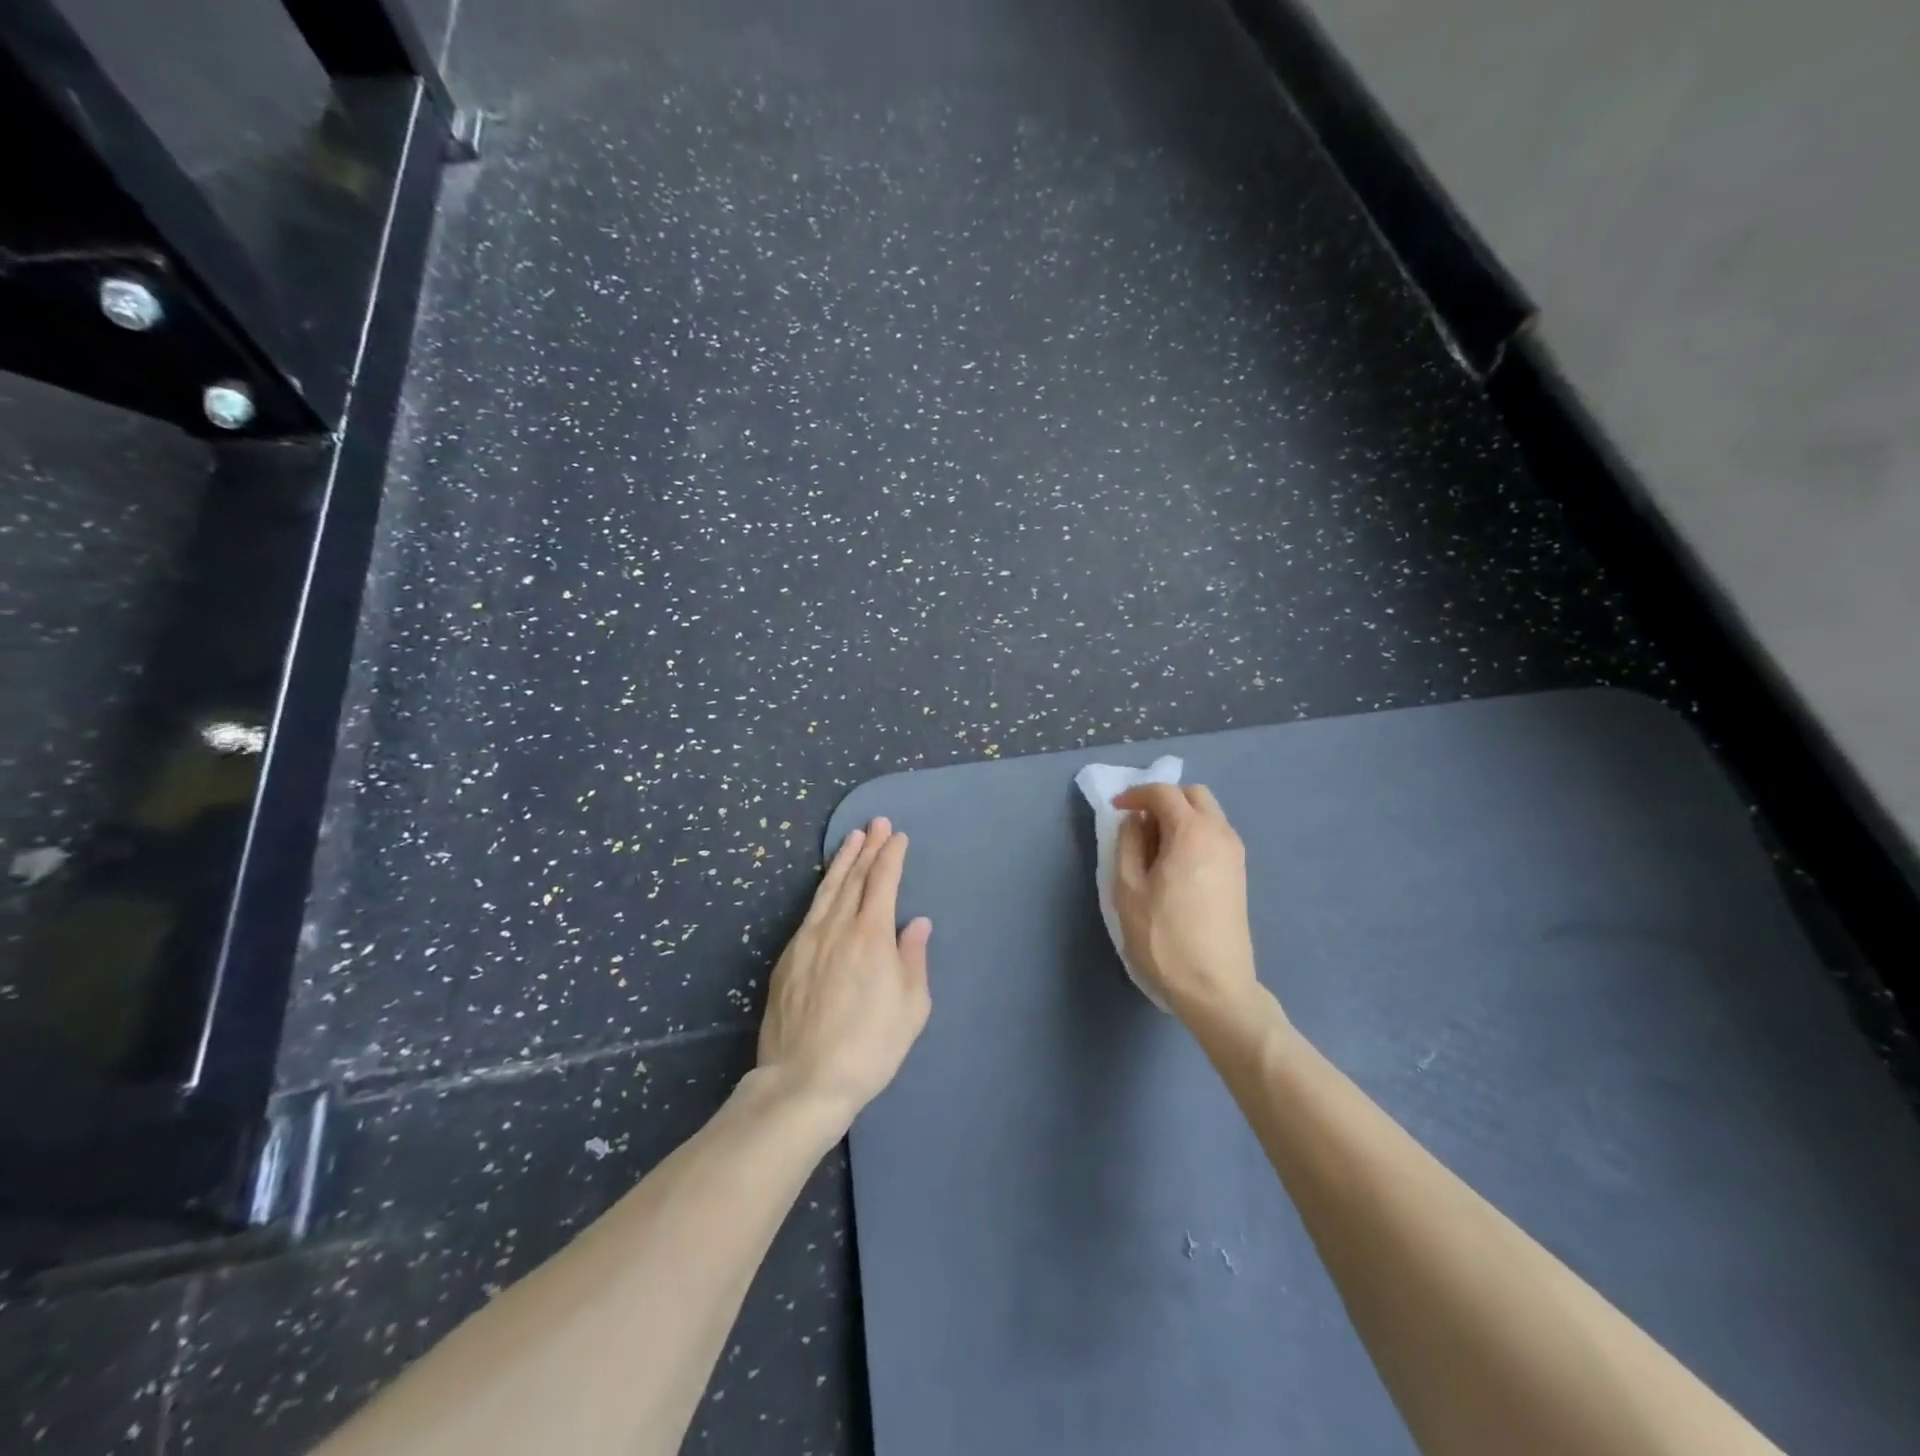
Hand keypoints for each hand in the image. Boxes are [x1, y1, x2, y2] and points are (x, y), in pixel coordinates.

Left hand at [757, 818, 932, 1126]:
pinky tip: (826, 887)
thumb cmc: (870, 1047)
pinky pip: (809, 912)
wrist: (804, 1081)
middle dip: (867, 848)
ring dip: (842, 862)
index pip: (882, 882)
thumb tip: (916, 923)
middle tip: (876, 823)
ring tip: (851, 838)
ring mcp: (806, 941)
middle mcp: (837, 928)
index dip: (891, 856)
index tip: (897, 836)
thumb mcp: (911, 1008)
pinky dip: (821, 890)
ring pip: (827, 890)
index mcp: (871, 936)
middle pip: (854, 878)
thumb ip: (913, 959)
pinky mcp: (787, 959)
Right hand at [1112, 784, 1260, 1017]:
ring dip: (1179, 817)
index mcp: (1193, 832)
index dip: (1136, 794)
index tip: (1115, 809)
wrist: (1215, 987)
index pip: (1164, 792)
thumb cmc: (1164, 937)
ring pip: (1208, 814)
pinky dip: (1192, 834)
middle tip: (1136, 823)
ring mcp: (1235, 855)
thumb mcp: (1129, 889)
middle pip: (1194, 795)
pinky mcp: (1238, 875)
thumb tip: (1135, 821)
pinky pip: (1214, 836)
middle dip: (1163, 799)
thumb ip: (1128, 845)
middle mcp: (1221, 834)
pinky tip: (1172, 863)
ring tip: (1151, 846)